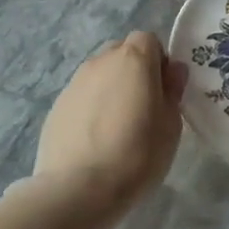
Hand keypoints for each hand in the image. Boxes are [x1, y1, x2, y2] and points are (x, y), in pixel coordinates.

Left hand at [36, 32, 185, 212]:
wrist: (77, 189)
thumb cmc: (136, 154)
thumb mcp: (171, 125)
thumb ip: (172, 91)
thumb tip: (172, 71)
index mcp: (133, 59)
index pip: (149, 40)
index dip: (159, 62)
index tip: (164, 91)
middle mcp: (101, 62)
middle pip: (122, 53)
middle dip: (134, 71)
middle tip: (143, 106)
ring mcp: (74, 83)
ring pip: (100, 75)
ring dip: (112, 89)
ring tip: (117, 127)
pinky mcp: (56, 107)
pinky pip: (82, 97)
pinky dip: (92, 109)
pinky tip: (95, 140)